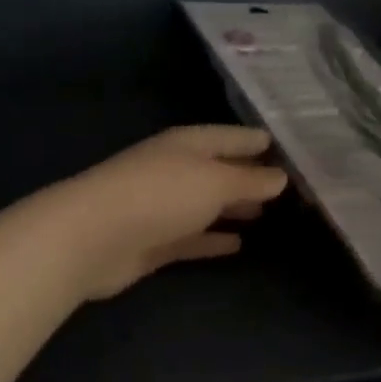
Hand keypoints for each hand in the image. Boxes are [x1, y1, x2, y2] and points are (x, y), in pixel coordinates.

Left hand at [37, 126, 288, 300]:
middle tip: (287, 186)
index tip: (288, 147)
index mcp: (187, 145)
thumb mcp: (214, 181)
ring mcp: (162, 207)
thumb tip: (280, 177)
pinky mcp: (154, 243)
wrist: (92, 238)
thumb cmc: (160, 196)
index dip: (257, 141)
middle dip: (249, 176)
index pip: (230, 136)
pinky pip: (193, 238)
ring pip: (206, 204)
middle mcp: (175, 170)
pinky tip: (237, 245)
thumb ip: (249, 180)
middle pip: (219, 170)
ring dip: (232, 208)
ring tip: (266, 214)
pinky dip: (213, 240)